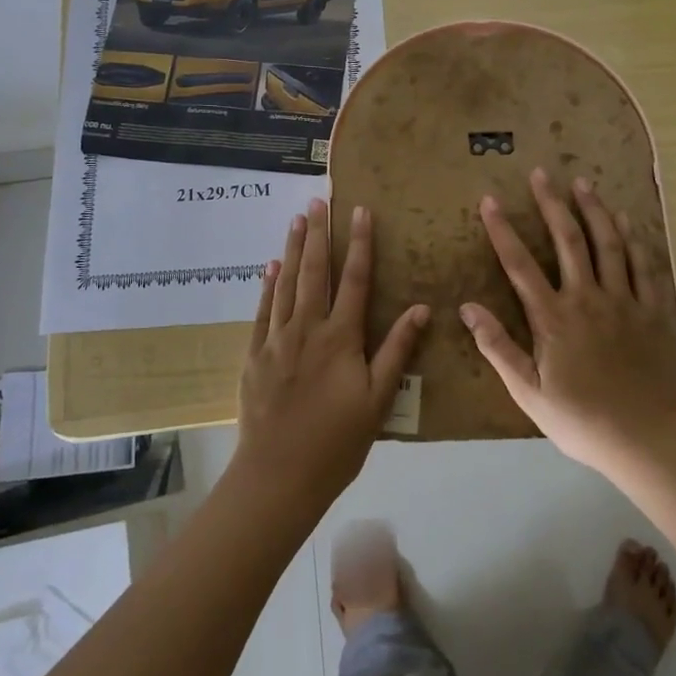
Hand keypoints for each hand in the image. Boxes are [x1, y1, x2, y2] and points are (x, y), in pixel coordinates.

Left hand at [230, 199, 429, 515]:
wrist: (279, 475)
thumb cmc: (337, 441)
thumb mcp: (378, 400)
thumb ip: (397, 350)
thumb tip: (421, 308)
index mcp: (340, 337)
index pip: (354, 280)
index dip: (359, 244)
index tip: (361, 212)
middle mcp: (307, 328)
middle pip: (315, 272)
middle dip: (319, 234)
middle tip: (319, 200)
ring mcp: (276, 340)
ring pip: (286, 284)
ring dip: (293, 249)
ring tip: (297, 219)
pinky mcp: (255, 355)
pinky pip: (262, 311)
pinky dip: (268, 285)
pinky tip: (270, 266)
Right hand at [460, 168, 675, 475]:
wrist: (648, 439)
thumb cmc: (582, 420)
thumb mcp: (529, 392)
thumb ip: (498, 347)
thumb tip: (467, 307)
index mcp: (554, 318)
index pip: (520, 264)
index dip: (503, 230)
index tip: (490, 200)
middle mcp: (588, 298)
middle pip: (568, 240)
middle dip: (551, 204)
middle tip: (541, 173)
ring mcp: (624, 301)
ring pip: (608, 244)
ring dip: (593, 210)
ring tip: (582, 182)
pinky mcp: (652, 311)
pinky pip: (644, 266)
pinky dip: (634, 239)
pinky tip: (627, 220)